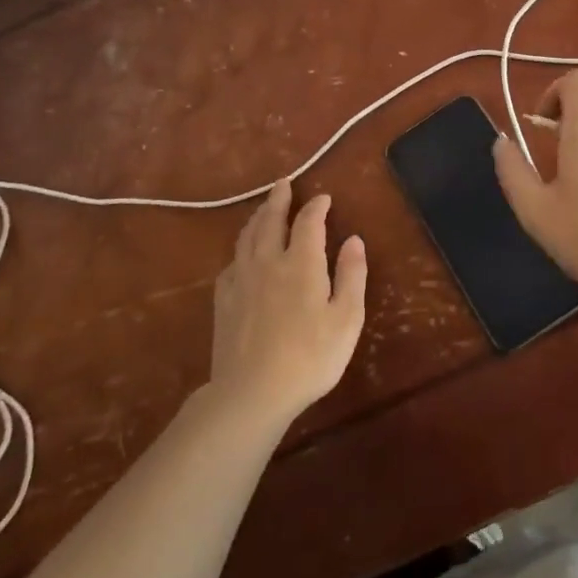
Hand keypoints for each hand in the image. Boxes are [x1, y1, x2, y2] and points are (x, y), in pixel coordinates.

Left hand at [208, 180, 366, 425]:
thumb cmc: (310, 357)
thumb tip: (354, 239)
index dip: (316, 206)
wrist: (252, 393)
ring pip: (247, 238)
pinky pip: (231, 263)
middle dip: (279, 199)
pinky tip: (242, 256)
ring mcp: (241, 281)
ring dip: (257, 218)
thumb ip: (351, 275)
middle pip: (271, 221)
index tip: (324, 198)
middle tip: (283, 183)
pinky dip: (240, 250)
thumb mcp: (347, 318)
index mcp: (301, 263)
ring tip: (263, 208)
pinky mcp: (223, 302)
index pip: (308, 222)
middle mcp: (268, 262)